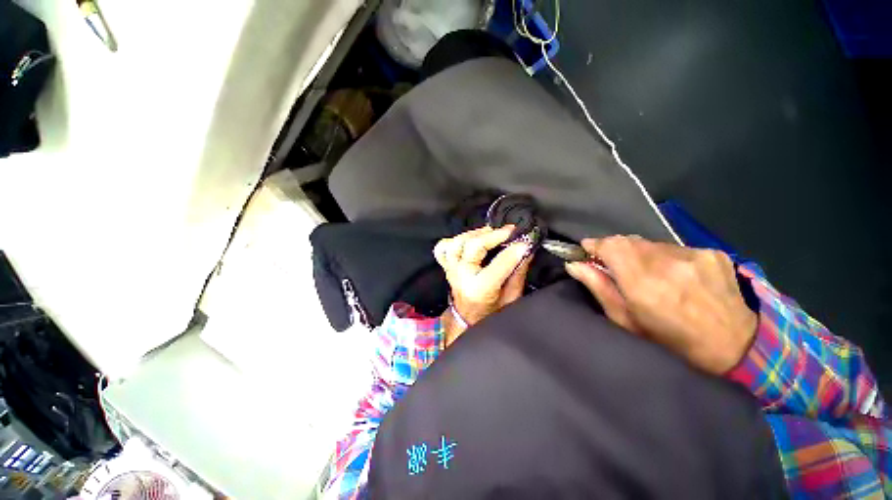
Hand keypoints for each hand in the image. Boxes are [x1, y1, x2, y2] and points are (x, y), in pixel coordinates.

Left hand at [434, 226, 531, 345]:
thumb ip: (518, 272)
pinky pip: (443, 247)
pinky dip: (454, 240)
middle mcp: (462, 277)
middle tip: (510, 231)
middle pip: (473, 246)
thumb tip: (526, 249)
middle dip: (494, 235)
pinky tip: (468, 240)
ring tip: (490, 233)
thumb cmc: (491, 311)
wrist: (468, 320)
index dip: (515, 250)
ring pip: (457, 242)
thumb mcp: (511, 297)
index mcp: (480, 289)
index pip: (499, 263)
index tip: (526, 241)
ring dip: (475, 234)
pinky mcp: (447, 266)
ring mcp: (451, 270)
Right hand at [565, 236, 757, 374]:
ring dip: (640, 253)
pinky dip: (664, 257)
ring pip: (651, 243)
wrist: (735, 347)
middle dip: (615, 249)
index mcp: (645, 284)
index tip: (587, 250)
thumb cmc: (670, 340)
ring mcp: (695, 255)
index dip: (596, 244)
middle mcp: (670, 263)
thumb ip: (599, 288)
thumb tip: (574, 264)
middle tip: (615, 266)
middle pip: (629, 240)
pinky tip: (675, 275)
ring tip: (648, 274)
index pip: (612, 245)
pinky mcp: (713, 252)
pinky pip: (674, 247)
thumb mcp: (626, 321)